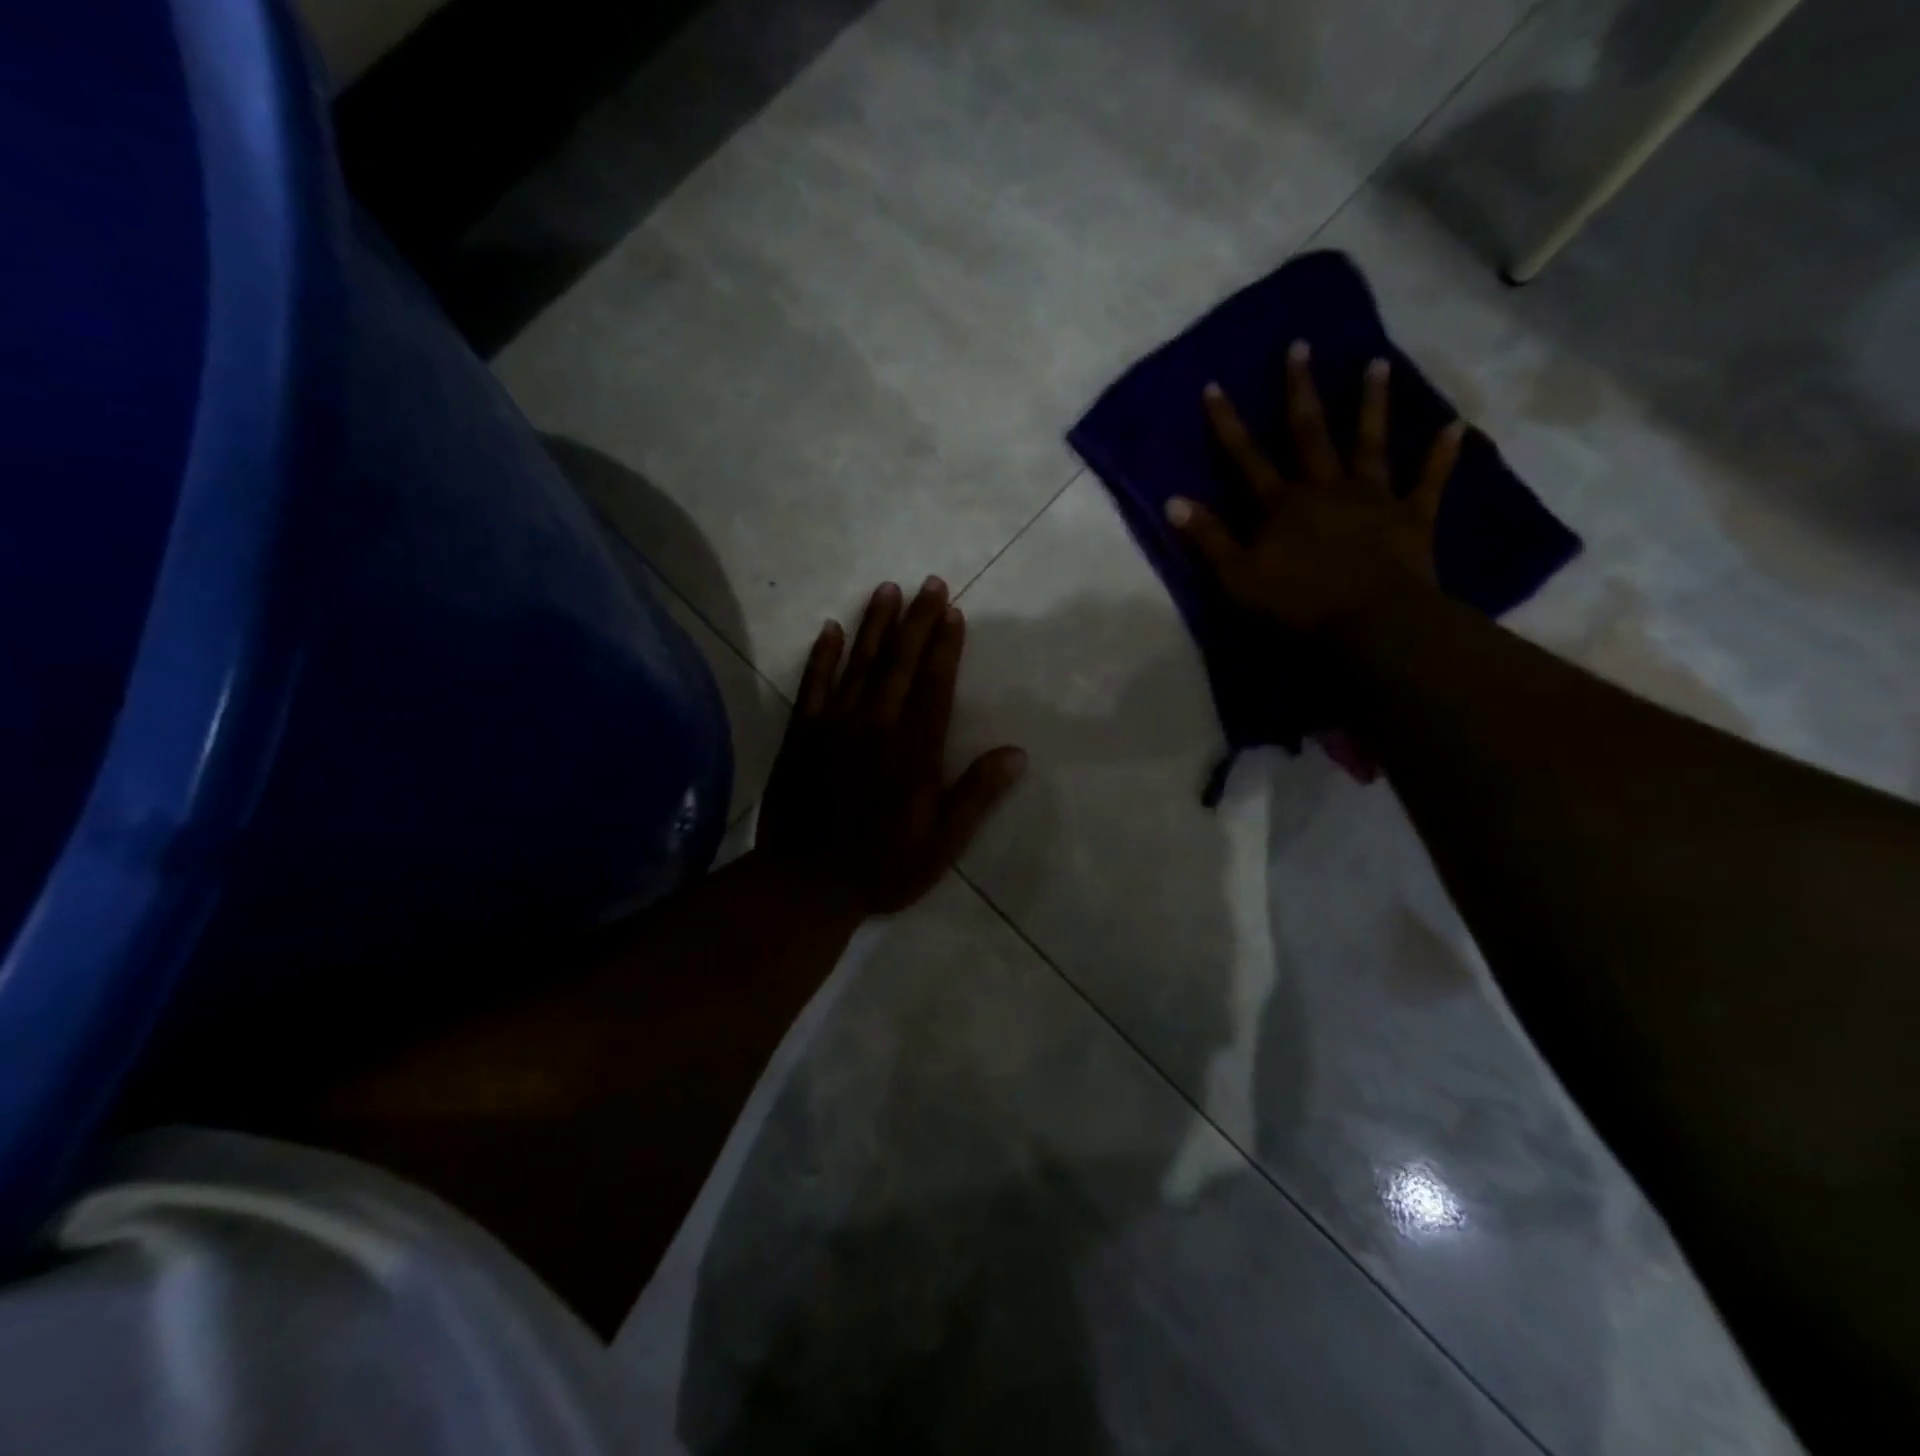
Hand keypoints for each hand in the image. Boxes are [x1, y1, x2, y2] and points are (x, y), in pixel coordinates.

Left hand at [757, 578, 1027, 916]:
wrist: (805, 884)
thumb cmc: (882, 866)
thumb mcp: (942, 842)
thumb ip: (976, 794)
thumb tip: (1017, 753)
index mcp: (914, 750)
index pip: (935, 685)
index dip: (946, 646)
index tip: (954, 612)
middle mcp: (876, 726)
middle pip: (899, 662)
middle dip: (917, 620)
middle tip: (930, 583)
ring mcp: (834, 726)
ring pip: (859, 664)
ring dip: (874, 624)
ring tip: (888, 589)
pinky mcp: (801, 734)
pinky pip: (813, 685)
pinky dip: (822, 656)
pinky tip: (830, 628)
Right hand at [1167, 341, 1466, 635]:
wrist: (1372, 622)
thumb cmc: (1297, 603)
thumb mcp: (1237, 577)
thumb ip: (1208, 538)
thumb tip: (1172, 501)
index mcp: (1282, 503)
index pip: (1246, 457)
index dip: (1228, 424)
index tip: (1215, 385)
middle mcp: (1326, 487)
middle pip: (1309, 432)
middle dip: (1300, 390)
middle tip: (1301, 345)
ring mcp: (1372, 497)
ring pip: (1370, 442)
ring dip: (1371, 403)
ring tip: (1377, 363)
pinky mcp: (1411, 516)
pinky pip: (1429, 480)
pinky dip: (1441, 455)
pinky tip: (1456, 426)